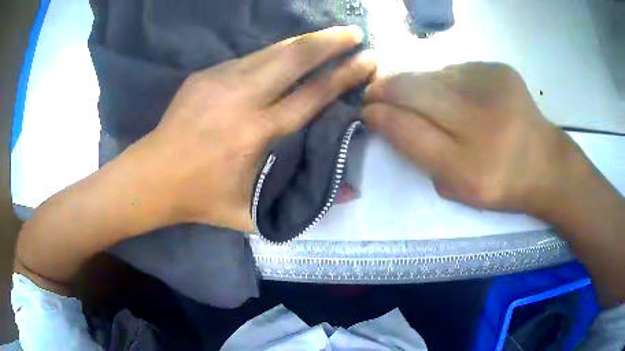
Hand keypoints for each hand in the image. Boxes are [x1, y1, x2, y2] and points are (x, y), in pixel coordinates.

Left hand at [130, 26, 375, 231]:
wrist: (154, 176)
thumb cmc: (202, 198)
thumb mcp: (252, 214)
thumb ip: (304, 203)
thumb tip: (352, 193)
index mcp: (256, 134)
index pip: (313, 95)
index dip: (345, 75)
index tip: (367, 60)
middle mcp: (242, 99)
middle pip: (295, 57)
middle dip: (330, 40)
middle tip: (354, 32)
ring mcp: (220, 80)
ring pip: (273, 50)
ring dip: (305, 41)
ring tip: (329, 37)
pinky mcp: (206, 74)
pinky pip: (251, 58)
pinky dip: (276, 54)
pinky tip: (287, 56)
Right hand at [362, 62, 584, 215]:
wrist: (546, 164)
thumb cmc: (500, 184)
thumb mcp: (455, 188)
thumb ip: (419, 155)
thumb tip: (388, 117)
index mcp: (468, 169)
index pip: (406, 130)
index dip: (379, 116)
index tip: (365, 111)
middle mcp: (480, 123)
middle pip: (413, 90)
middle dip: (385, 89)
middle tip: (375, 93)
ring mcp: (492, 89)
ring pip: (431, 74)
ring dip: (416, 84)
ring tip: (421, 98)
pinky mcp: (499, 70)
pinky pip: (454, 69)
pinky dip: (445, 80)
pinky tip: (457, 95)